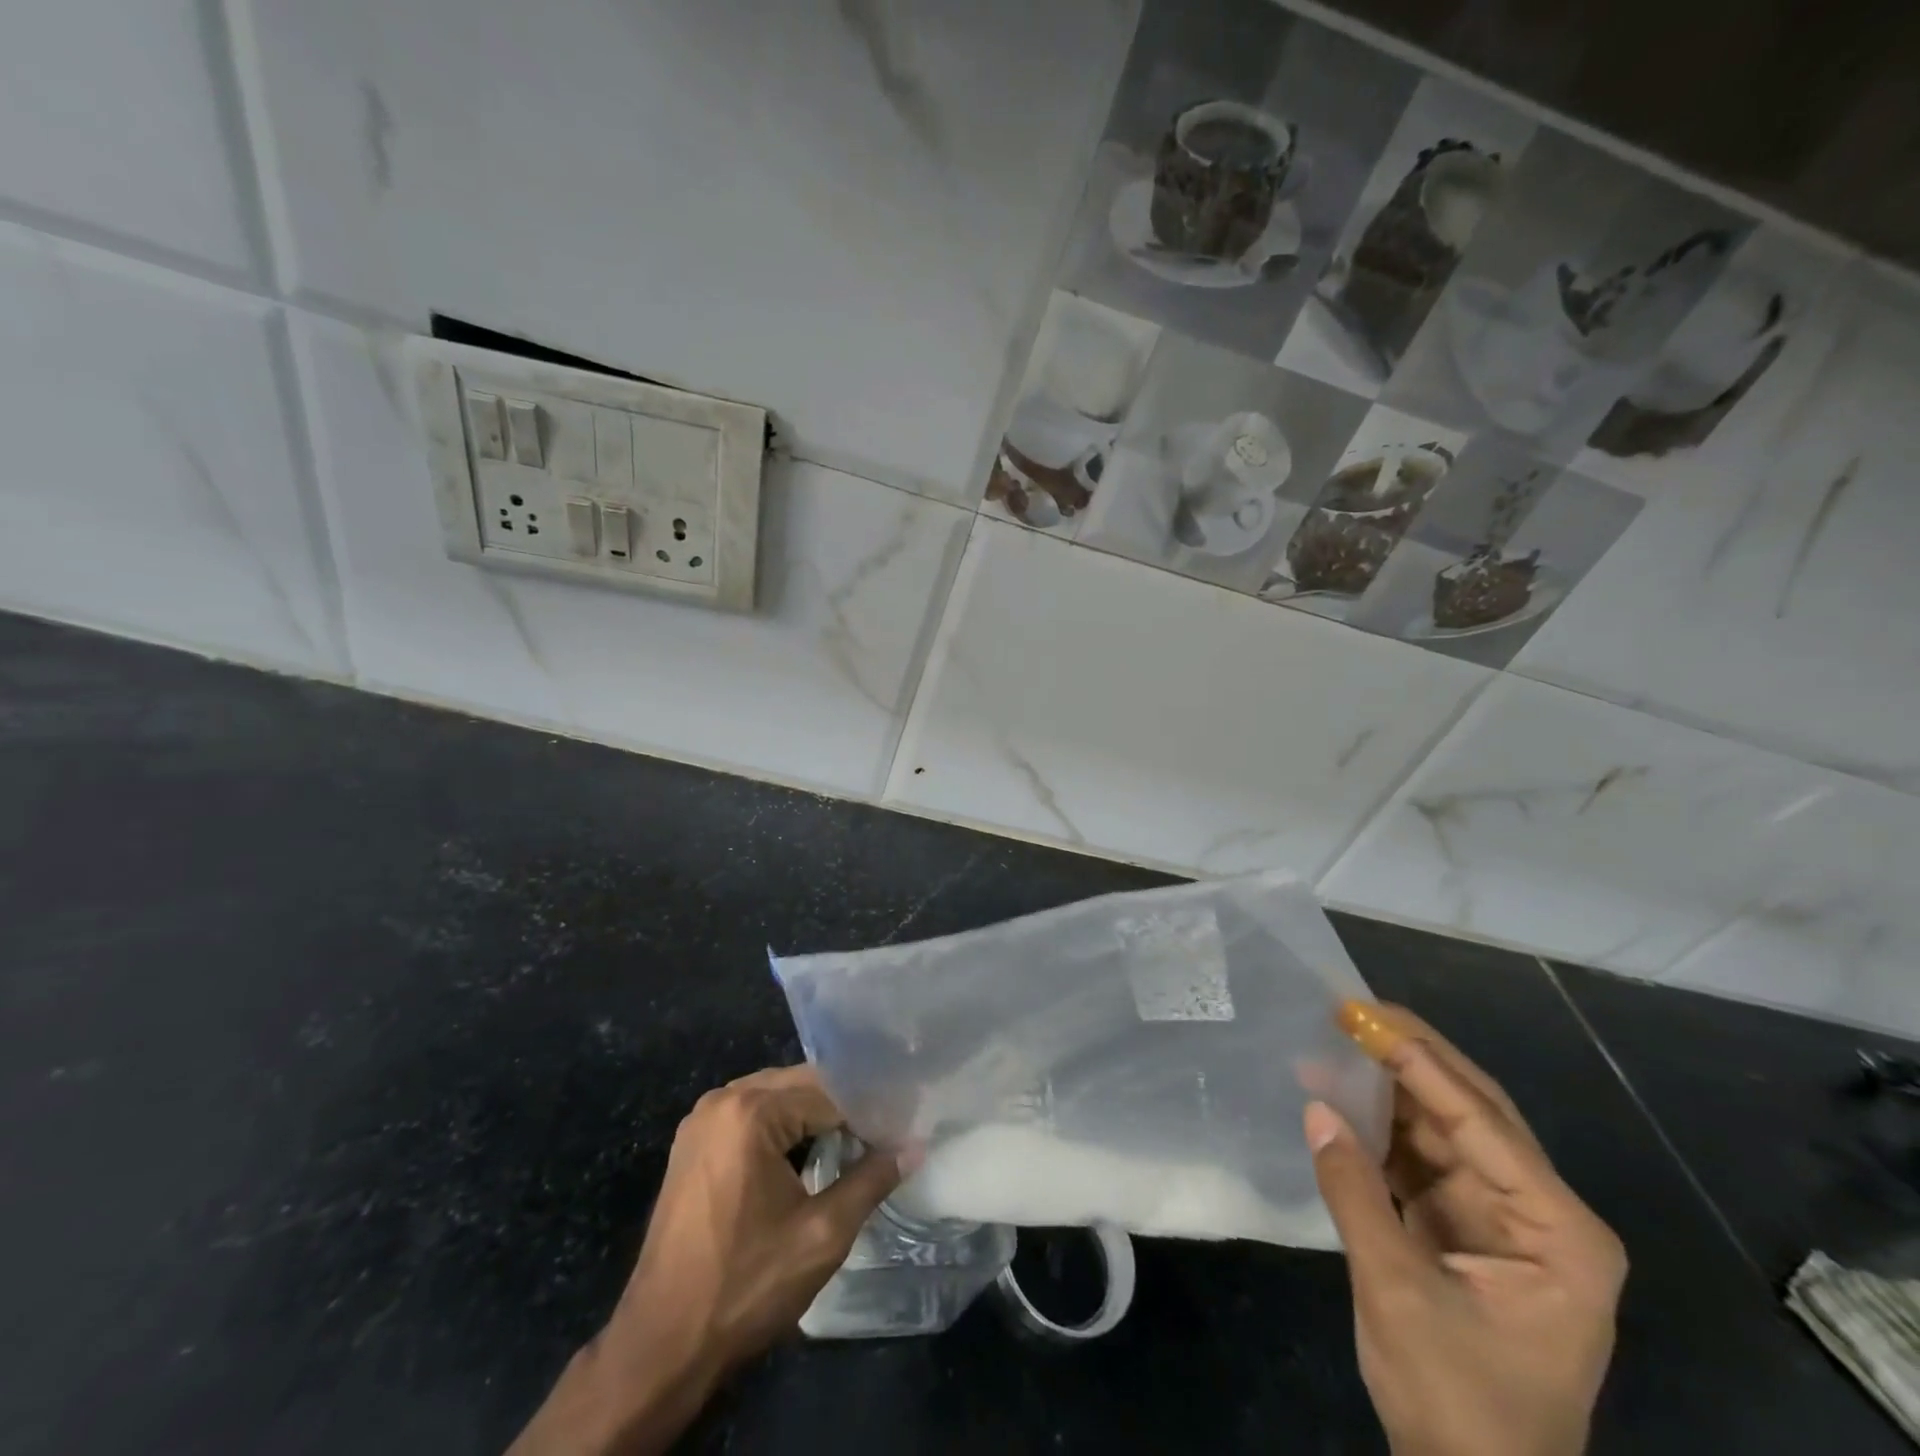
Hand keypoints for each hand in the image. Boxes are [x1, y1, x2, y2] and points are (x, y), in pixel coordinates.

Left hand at [509, 1065, 902, 1455]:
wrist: (661, 1345)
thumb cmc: (746, 1286)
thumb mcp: (822, 1235)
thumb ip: (871, 1181)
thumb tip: (914, 1148)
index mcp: (751, 1110)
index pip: (828, 1093)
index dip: (867, 1114)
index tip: (896, 1133)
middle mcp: (722, 1099)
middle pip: (799, 1085)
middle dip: (839, 1108)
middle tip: (879, 1135)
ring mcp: (701, 1119)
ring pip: (775, 1097)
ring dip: (811, 1116)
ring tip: (850, 1144)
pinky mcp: (692, 1143)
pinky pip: (749, 1115)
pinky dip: (780, 1128)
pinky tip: (804, 1156)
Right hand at [1307, 1003, 1625, 1455]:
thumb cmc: (1459, 1402)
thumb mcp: (1399, 1294)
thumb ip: (1355, 1192)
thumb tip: (1315, 1106)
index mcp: (1557, 1231)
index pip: (1480, 1122)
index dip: (1419, 1063)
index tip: (1365, 1015)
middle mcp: (1537, 1212)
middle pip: (1470, 1112)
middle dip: (1410, 1058)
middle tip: (1352, 1009)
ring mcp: (1498, 1218)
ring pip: (1440, 1128)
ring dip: (1386, 1088)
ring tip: (1334, 1041)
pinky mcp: (1459, 1227)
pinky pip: (1417, 1158)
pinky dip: (1376, 1128)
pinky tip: (1336, 1097)